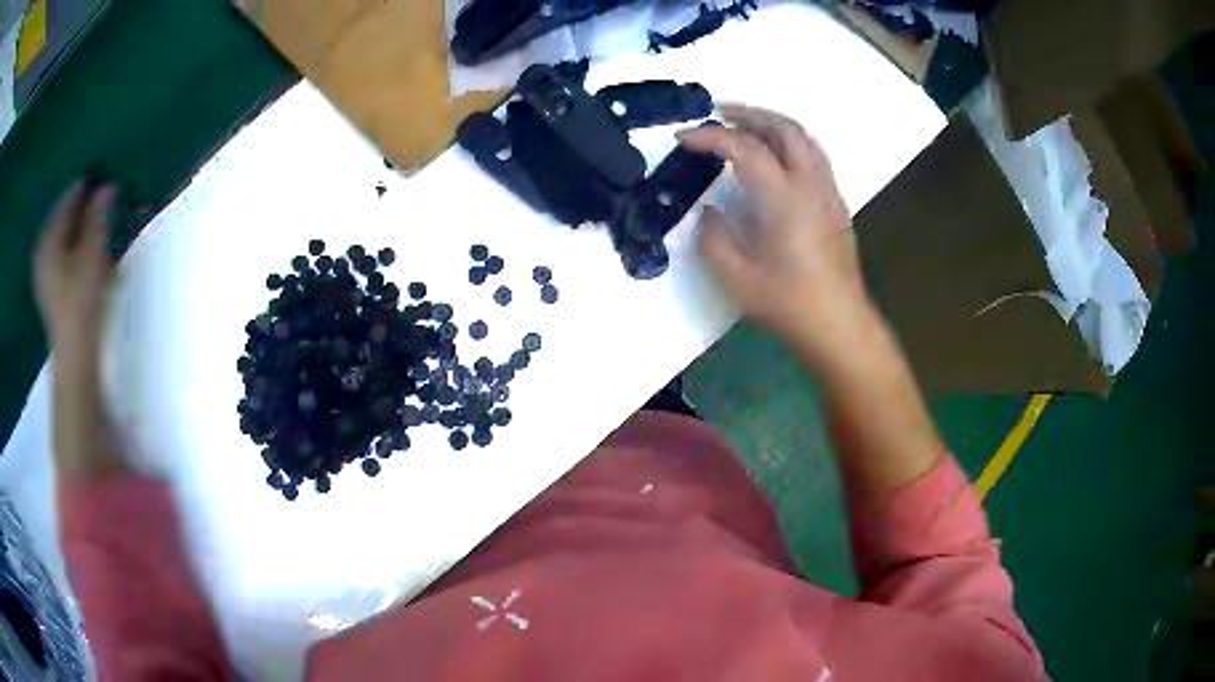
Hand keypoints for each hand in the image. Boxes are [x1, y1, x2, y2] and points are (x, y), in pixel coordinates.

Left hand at [35, 180, 119, 365]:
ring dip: (72, 226)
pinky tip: (77, 245)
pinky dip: (68, 245)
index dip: (81, 188)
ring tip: (87, 216)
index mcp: (49, 241)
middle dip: (75, 206)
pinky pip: (57, 256)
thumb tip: (107, 186)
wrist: (74, 354)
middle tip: (92, 192)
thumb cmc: (81, 300)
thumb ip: (98, 218)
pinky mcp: (49, 292)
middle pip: (59, 220)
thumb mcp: (93, 254)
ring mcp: (43, 275)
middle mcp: (42, 254)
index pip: (65, 204)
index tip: (97, 174)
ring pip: (58, 239)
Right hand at [680, 105, 875, 364]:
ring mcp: (828, 192)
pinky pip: (814, 155)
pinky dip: (790, 141)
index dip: (711, 136)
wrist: (840, 326)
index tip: (683, 138)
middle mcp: (810, 185)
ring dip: (772, 123)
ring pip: (804, 138)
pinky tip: (774, 156)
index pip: (745, 148)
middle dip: (748, 113)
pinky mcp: (837, 205)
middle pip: (783, 128)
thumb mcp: (737, 279)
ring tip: (745, 125)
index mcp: (784, 198)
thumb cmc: (790, 305)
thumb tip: (710, 212)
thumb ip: (714, 238)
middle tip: (717, 112)